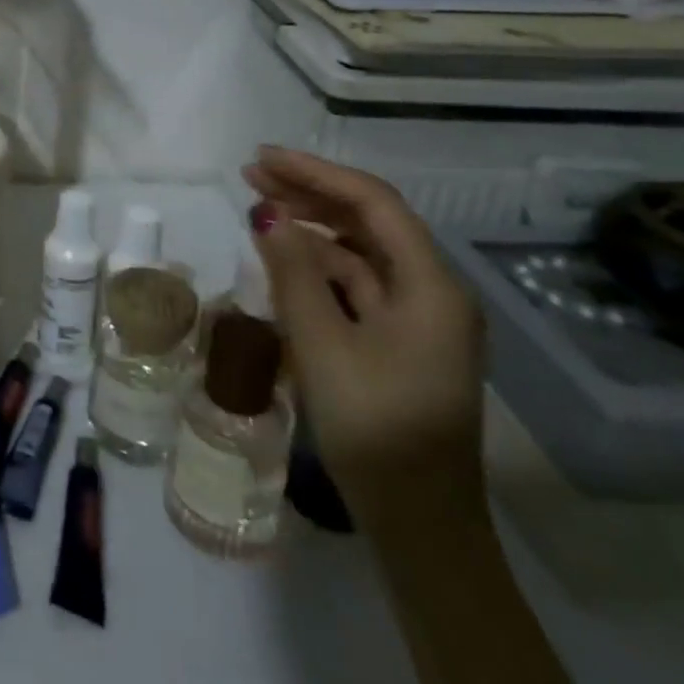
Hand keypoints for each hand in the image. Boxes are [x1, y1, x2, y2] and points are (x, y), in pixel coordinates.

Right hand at [243, 147, 486, 537]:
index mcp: (430, 286)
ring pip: (361, 250)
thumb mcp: (322, 345)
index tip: (263, 158)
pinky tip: (285, 257)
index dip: (315, 173)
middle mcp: (432, 291)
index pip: (373, 203)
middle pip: (369, 221)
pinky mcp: (400, 340)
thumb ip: (293, 272)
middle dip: (311, 193)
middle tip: (251, 175)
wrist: (419, 525)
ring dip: (313, 226)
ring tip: (261, 207)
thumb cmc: (375, 429)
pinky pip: (358, 283)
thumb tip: (266, 213)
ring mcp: (418, 317)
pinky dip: (320, 263)